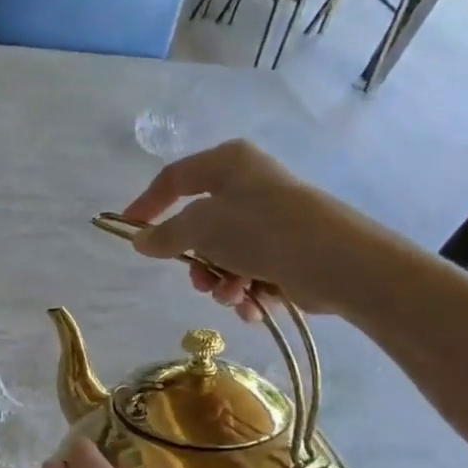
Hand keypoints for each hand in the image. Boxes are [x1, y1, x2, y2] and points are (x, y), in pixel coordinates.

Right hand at [122, 140, 395, 321]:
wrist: (339, 264)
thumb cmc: (262, 231)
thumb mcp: (201, 228)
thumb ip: (165, 235)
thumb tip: (140, 241)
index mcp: (228, 163)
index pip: (173, 178)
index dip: (146, 204)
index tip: (128, 230)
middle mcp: (250, 185)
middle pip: (200, 225)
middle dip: (195, 261)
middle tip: (198, 281)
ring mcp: (272, 218)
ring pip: (224, 253)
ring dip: (221, 280)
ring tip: (234, 296)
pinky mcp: (290, 249)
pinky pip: (250, 269)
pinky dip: (246, 289)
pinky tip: (253, 305)